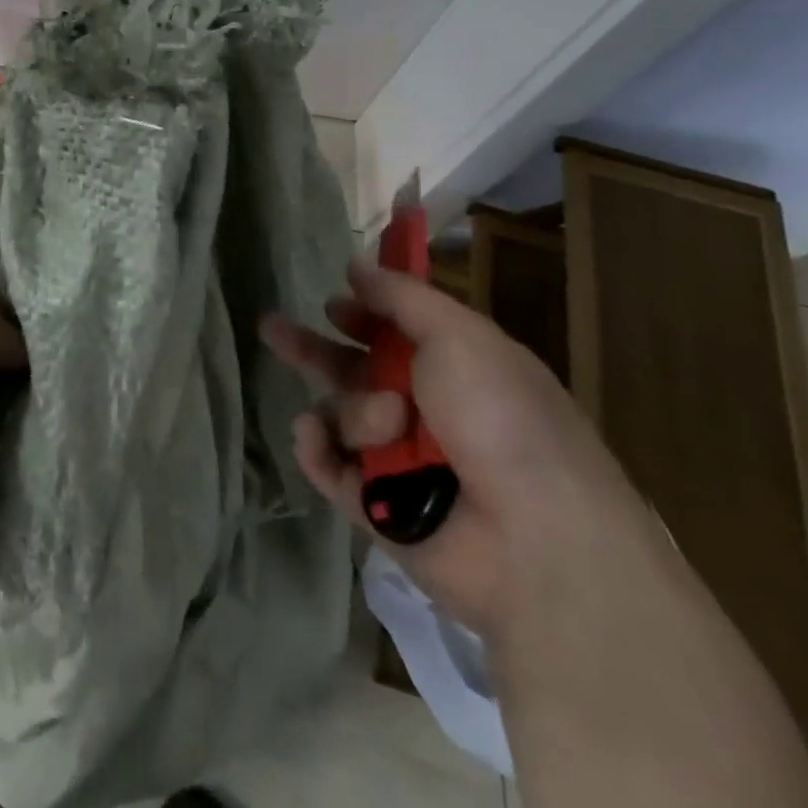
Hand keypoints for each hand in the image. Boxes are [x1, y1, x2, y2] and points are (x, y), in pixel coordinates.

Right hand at [263, 259, 657, 635]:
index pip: (395, 333)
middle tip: (272, 327)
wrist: (536, 543)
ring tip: (385, 425)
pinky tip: (314, 435)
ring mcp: (399, 461)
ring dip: (353, 411)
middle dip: (312, 349)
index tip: (333, 303)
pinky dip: (318, 448)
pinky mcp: (376, 506)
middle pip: (352, 371)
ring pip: (340, 414)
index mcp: (456, 371)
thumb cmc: (502, 420)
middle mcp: (425, 413)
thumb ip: (402, 297)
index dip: (362, 315)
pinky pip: (327, 464)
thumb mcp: (459, 336)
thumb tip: (357, 265)